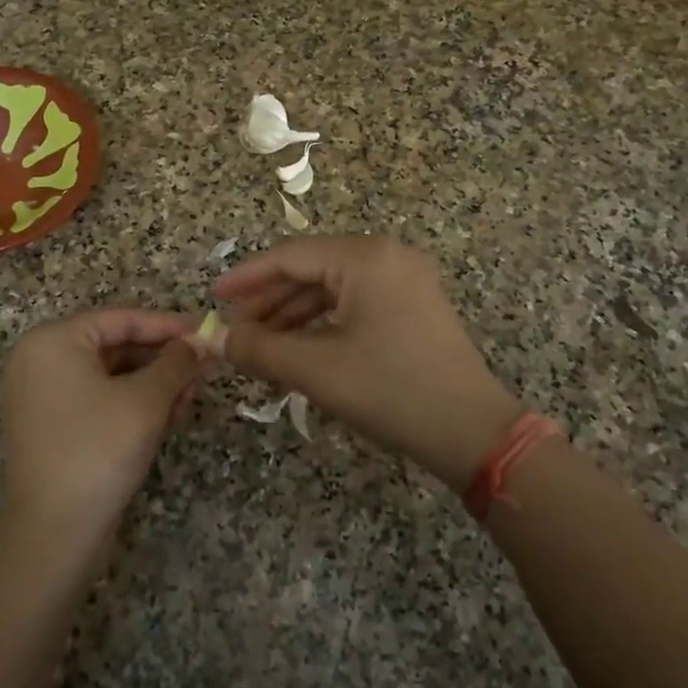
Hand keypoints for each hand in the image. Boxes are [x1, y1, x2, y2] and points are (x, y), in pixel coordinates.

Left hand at [0, 309, 200, 549]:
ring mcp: (41, 397)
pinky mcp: (51, 428)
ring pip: (110, 376)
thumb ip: (176, 362)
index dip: (168, 325)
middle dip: (163, 359)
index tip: (206, 332)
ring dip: (153, 384)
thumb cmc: (98, 449)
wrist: (53, 534)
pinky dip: (132, 404)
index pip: (121, 319)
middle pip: (115, 346)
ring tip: (189, 397)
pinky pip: (98, 400)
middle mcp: (39, 362)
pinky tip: (166, 417)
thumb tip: (199, 342)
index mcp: (52, 341)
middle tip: (204, 369)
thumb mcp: (147, 400)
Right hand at [211, 236, 526, 488]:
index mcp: (366, 258)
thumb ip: (259, 348)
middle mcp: (387, 256)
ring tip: (258, 343)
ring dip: (293, 314)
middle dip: (270, 300)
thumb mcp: (316, 369)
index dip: (248, 276)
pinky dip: (322, 323)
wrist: (471, 432)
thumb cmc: (391, 391)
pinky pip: (354, 303)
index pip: (291, 256)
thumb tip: (216, 339)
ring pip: (333, 288)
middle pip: (312, 269)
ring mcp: (405, 280)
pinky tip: (296, 347)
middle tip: (234, 327)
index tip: (215, 297)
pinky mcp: (413, 305)